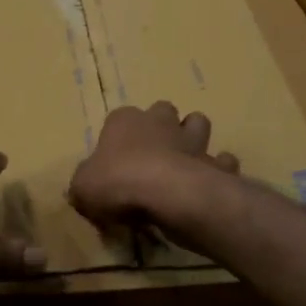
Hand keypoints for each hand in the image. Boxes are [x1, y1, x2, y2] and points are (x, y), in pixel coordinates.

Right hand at [69, 101, 239, 229]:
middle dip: (161, 125)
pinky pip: (222, 161)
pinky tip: (210, 181)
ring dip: (193, 138)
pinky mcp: (215, 163)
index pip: (119, 118)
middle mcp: (160, 122)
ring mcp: (192, 140)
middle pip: (162, 111)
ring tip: (184, 159)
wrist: (167, 194)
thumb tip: (85, 188)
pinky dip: (219, 168)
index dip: (118, 136)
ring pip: (198, 123)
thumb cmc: (118, 182)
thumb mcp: (82, 188)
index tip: (115, 159)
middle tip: (153, 153)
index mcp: (124, 121)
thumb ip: (84, 183)